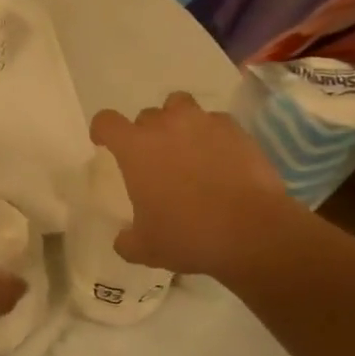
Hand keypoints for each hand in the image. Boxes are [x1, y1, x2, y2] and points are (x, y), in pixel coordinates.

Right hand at [90, 92, 295, 278]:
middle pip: (146, 115)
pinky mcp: (235, 129)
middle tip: (155, 160)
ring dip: (177, 122)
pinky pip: (215, 122)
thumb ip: (126, 240)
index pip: (107, 122)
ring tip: (187, 147)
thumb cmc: (188, 236)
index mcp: (136, 148)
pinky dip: (212, 134)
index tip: (105, 143)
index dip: (103, 131)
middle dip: (146, 133)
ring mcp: (203, 123)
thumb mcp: (145, 249)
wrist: (252, 232)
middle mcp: (166, 125)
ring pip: (181, 106)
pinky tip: (220, 157)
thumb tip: (123, 238)